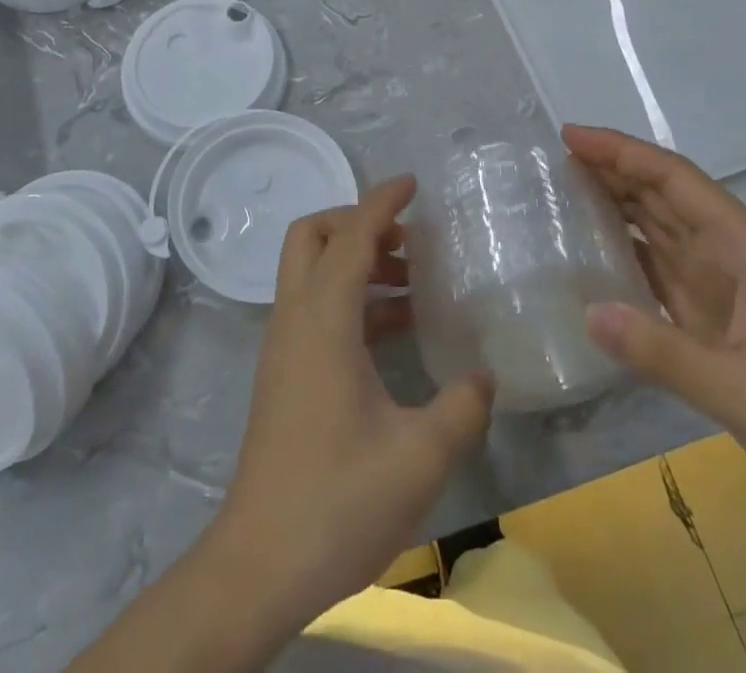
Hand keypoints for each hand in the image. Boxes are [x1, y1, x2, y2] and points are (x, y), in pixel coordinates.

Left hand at [206, 175, 494, 631]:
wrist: (261, 562)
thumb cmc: (339, 498)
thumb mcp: (419, 455)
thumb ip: (462, 406)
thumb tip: (484, 374)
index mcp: (323, 319)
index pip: (351, 235)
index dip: (382, 201)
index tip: (413, 183)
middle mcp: (296, 317)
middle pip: (312, 235)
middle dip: (357, 222)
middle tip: (408, 240)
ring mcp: (285, 344)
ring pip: (312, 270)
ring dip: (357, 262)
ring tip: (414, 284)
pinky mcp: (285, 371)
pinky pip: (315, 307)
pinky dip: (351, 299)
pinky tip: (395, 332)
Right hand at [567, 125, 745, 516]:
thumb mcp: (745, 391)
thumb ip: (665, 354)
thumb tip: (589, 312)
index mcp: (744, 247)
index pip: (674, 179)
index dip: (622, 152)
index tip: (571, 136)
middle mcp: (729, 253)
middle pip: (662, 194)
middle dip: (611, 169)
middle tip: (553, 160)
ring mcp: (721, 284)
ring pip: (658, 226)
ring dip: (615, 204)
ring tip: (562, 192)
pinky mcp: (713, 316)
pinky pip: (659, 268)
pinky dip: (625, 252)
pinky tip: (592, 253)